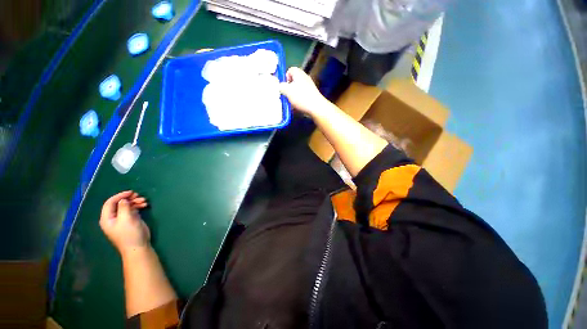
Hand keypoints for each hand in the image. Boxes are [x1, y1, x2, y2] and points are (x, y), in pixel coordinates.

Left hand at [99, 191, 149, 256]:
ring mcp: (122, 219)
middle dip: (129, 199)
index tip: (131, 192)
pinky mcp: (130, 220)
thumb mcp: (126, 219)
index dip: (119, 196)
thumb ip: (124, 207)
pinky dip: (138, 206)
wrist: (138, 247)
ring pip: (126, 206)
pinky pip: (132, 210)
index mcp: (107, 218)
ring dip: (135, 202)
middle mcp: (113, 218)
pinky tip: (145, 205)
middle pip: (119, 203)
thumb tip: (124, 200)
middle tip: (139, 196)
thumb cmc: (129, 234)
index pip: (110, 203)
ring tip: (144, 201)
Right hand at [279, 67, 329, 116]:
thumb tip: (280, 86)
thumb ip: (281, 87)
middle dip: (289, 87)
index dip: (285, 77)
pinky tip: (297, 106)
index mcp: (299, 73)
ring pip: (298, 88)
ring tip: (291, 102)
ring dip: (294, 94)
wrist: (316, 107)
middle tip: (286, 95)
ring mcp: (309, 86)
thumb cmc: (301, 97)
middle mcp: (305, 77)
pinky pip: (303, 95)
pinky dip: (299, 99)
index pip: (290, 70)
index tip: (284, 86)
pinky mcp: (312, 94)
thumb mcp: (287, 91)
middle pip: (294, 80)